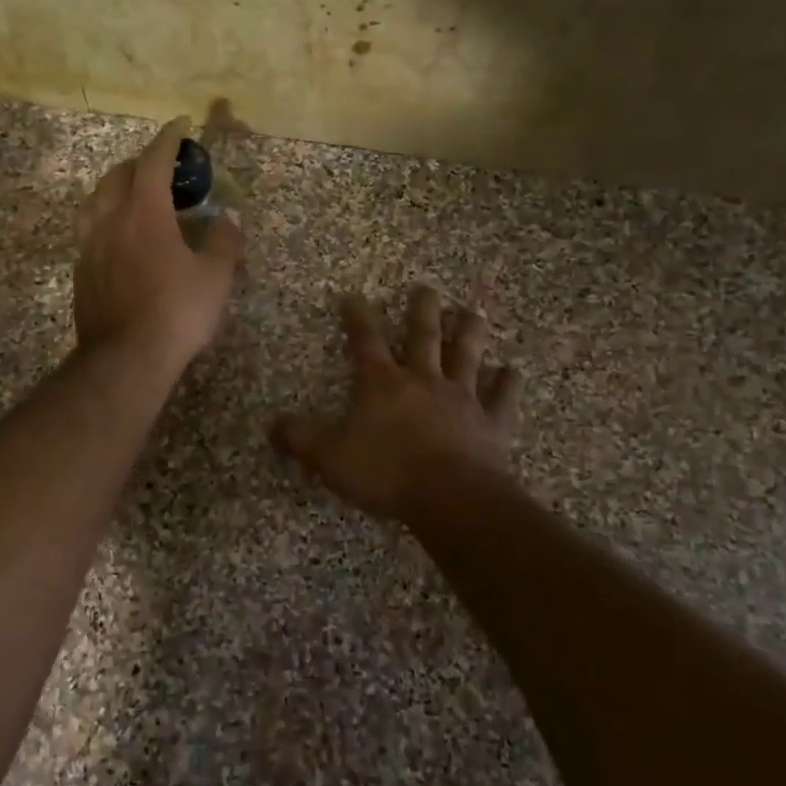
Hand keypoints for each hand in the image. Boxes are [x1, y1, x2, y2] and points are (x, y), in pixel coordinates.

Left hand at [75, 118, 243, 367]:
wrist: (125, 359)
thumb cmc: (176, 313)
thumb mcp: (215, 277)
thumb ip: (224, 241)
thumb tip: (229, 218)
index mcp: (144, 213)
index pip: (153, 162)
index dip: (168, 140)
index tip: (180, 126)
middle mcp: (110, 220)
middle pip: (118, 176)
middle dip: (140, 163)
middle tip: (162, 167)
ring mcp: (90, 246)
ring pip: (95, 200)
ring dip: (115, 187)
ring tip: (133, 195)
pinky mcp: (81, 271)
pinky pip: (89, 229)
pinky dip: (105, 217)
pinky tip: (118, 235)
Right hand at [274, 285, 523, 520]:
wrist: (451, 498)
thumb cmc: (386, 472)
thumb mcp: (329, 457)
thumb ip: (299, 439)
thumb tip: (272, 424)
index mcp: (382, 383)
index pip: (366, 341)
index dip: (357, 317)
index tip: (353, 296)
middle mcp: (424, 381)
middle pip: (423, 336)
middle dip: (422, 311)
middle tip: (426, 288)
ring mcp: (462, 399)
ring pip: (466, 357)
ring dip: (469, 333)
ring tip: (472, 311)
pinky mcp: (491, 423)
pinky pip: (502, 398)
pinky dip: (508, 384)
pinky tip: (513, 371)